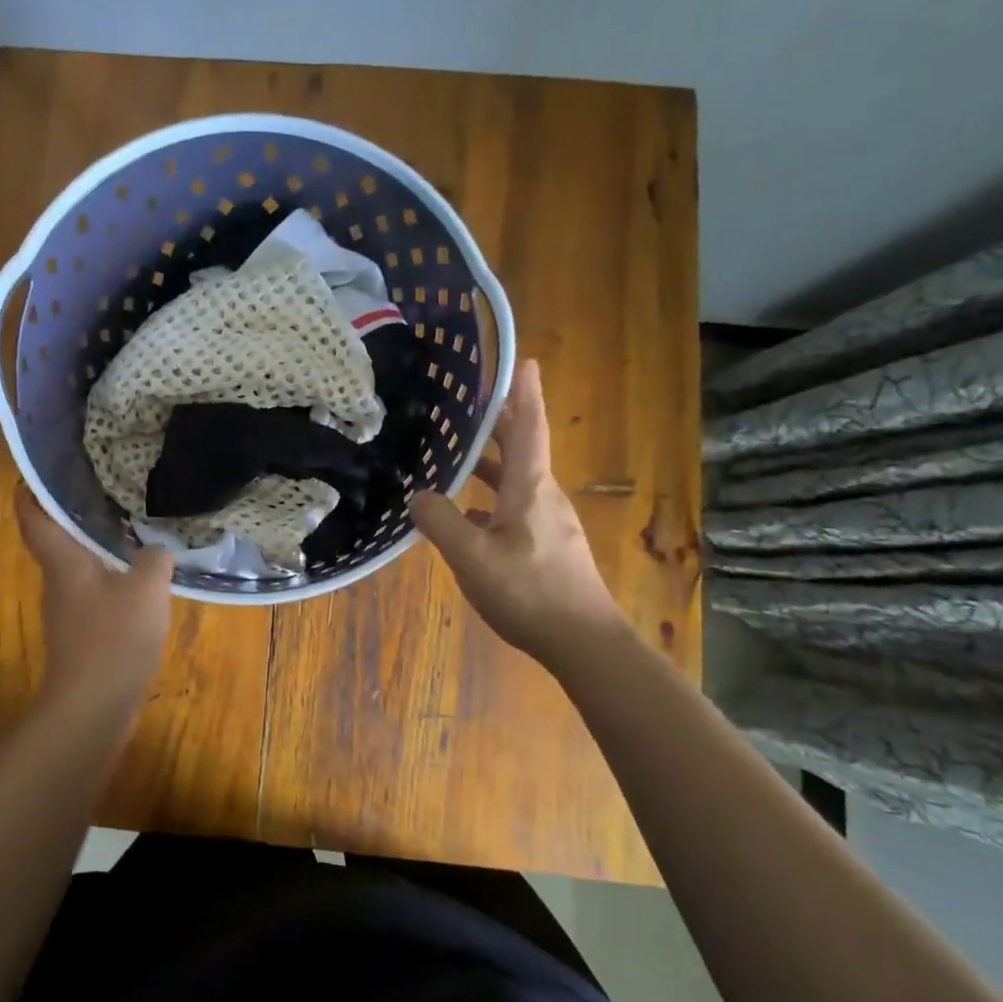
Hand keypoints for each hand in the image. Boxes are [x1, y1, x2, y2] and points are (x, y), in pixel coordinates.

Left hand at [16, 483, 173, 707]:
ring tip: (129, 529)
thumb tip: (155, 549)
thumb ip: (154, 560)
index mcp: (63, 562)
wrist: (92, 708)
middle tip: (105, 491)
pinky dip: (111, 581)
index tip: (41, 472)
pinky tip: (139, 582)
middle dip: (74, 515)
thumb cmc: (113, 638)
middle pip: (56, 541)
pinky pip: (94, 596)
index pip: (33, 517)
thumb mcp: (147, 589)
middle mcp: (58, 583)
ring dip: (96, 549)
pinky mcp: (81, 637)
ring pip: (78, 569)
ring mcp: (68, 613)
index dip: (31, 492)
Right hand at [411, 359, 620, 659]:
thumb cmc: (529, 591)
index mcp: (529, 487)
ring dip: (490, 462)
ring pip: (516, 479)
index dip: (524, 392)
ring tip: (458, 452)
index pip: (527, 427)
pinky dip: (491, 497)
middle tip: (470, 401)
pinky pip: (514, 506)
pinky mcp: (547, 545)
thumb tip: (419, 497)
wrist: (583, 641)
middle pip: (521, 448)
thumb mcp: (472, 556)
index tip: (525, 361)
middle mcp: (543, 496)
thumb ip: (440, 522)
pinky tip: (467, 515)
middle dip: (499, 422)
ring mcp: (548, 521)